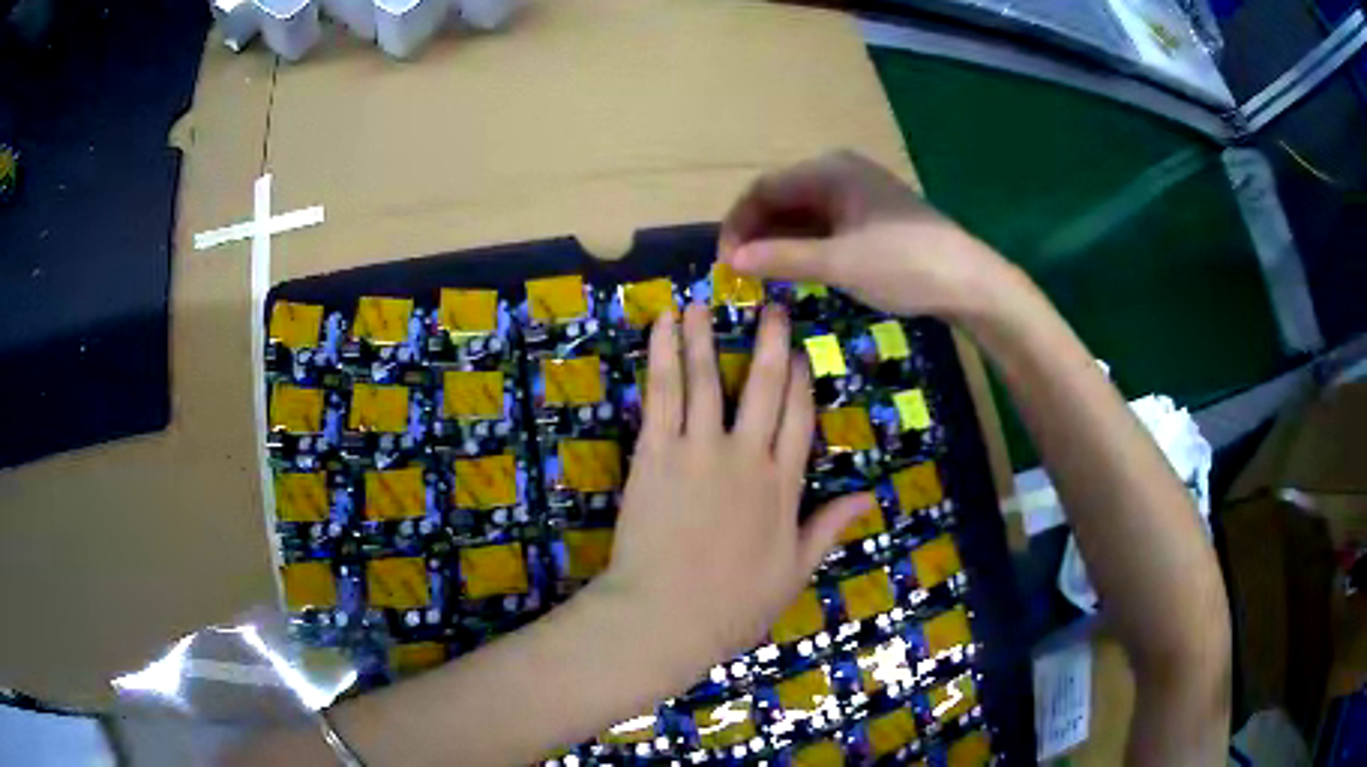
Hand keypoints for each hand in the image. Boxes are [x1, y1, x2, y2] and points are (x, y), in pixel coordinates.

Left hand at [597, 304, 870, 665]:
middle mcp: (745, 456)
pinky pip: (662, 395)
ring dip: (704, 337)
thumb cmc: (733, 604)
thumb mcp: (794, 571)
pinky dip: (662, 357)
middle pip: (763, 387)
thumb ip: (829, 527)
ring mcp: (697, 450)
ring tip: (701, 301)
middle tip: (771, 305)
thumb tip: (869, 495)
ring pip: (706, 380)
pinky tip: (662, 327)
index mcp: (782, 486)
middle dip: (769, 342)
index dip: (802, 380)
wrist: (665, 617)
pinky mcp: (654, 453)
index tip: (799, 350)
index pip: (799, 418)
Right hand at [719, 150, 1010, 318]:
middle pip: (782, 197)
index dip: (738, 224)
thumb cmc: (903, 264)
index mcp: (830, 170)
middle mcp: (841, 172)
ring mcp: (859, 193)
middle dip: (757, 232)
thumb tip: (731, 260)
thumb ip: (781, 258)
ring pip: (803, 212)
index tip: (725, 262)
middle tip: (742, 273)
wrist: (969, 281)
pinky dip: (806, 244)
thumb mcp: (837, 263)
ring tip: (764, 276)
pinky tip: (798, 268)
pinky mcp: (872, 215)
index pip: (764, 189)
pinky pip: (825, 223)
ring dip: (780, 240)